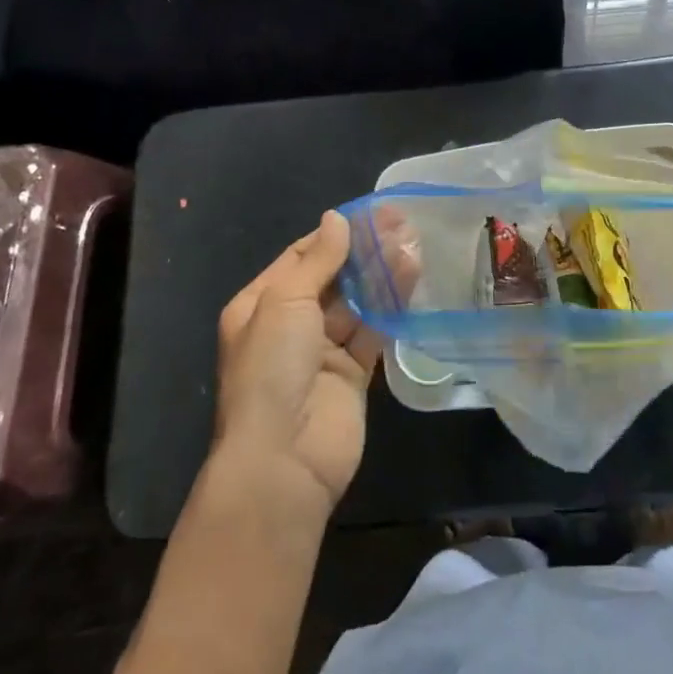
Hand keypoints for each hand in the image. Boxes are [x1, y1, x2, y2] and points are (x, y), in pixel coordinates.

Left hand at [213, 211, 382, 522]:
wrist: (283, 460)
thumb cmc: (272, 369)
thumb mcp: (285, 302)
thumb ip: (317, 260)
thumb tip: (336, 218)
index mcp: (260, 305)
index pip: (300, 257)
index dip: (334, 234)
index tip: (369, 213)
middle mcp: (290, 325)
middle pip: (331, 278)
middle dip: (362, 252)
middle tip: (400, 223)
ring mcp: (322, 351)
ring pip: (356, 303)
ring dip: (381, 275)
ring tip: (412, 243)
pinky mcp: (353, 374)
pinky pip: (374, 331)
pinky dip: (391, 308)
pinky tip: (412, 280)